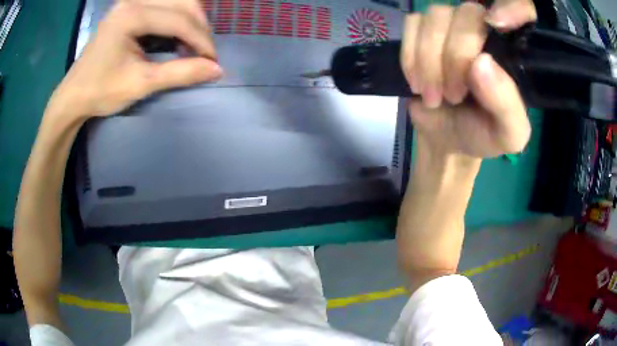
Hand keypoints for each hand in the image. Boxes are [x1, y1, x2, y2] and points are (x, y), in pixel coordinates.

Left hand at [50, 0, 221, 117]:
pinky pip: (166, 4)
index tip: (213, 61)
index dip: (201, 40)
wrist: (74, 95)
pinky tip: (177, 36)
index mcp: (132, 15)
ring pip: (178, 0)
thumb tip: (217, 70)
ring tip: (192, 45)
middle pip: (184, 1)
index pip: (180, 20)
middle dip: (200, 27)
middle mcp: (134, 0)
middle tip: (203, 53)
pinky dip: (178, 18)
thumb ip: (180, 73)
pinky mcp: (131, 6)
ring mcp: (132, 1)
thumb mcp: (140, 84)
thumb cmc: (100, 91)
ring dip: (192, 20)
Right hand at [401, 0, 536, 158]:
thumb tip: (481, 62)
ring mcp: (451, 27)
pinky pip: (412, 24)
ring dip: (428, 59)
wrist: (447, 139)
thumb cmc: (483, 135)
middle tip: (453, 96)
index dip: (515, 6)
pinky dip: (410, 55)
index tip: (499, 23)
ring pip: (436, 16)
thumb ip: (506, 104)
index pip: (522, 8)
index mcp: (511, 52)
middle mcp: (484, 31)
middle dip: (455, 56)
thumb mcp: (508, 134)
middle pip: (468, 13)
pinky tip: (416, 81)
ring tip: (434, 95)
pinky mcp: (422, 32)